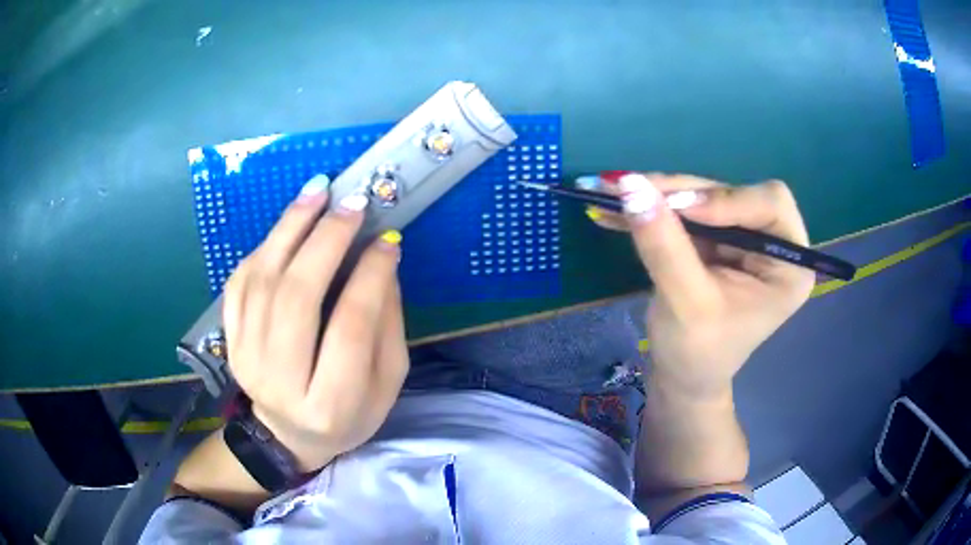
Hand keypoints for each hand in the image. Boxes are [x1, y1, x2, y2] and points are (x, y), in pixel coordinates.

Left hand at [222, 177, 408, 471]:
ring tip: (317, 192)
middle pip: (297, 296)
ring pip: (263, 281)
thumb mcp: (387, 384)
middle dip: (327, 240)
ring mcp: (246, 358)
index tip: (387, 239)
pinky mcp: (230, 341)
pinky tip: (288, 225)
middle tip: (352, 203)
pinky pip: (239, 283)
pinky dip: (264, 247)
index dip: (371, 275)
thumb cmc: (349, 415)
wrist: (288, 436)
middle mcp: (280, 380)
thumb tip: (382, 259)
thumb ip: (387, 326)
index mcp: (330, 403)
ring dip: (290, 228)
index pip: (351, 327)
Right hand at [589, 172, 814, 396]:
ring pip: (701, 197)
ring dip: (656, 196)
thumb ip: (664, 245)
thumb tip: (630, 185)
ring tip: (608, 194)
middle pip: (730, 194)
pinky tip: (612, 211)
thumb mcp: (685, 304)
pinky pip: (683, 211)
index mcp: (789, 264)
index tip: (679, 208)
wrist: (682, 378)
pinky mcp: (715, 238)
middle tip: (629, 189)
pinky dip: (650, 209)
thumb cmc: (697, 354)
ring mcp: (742, 237)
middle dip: (681, 193)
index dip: (726, 199)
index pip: (770, 204)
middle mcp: (771, 243)